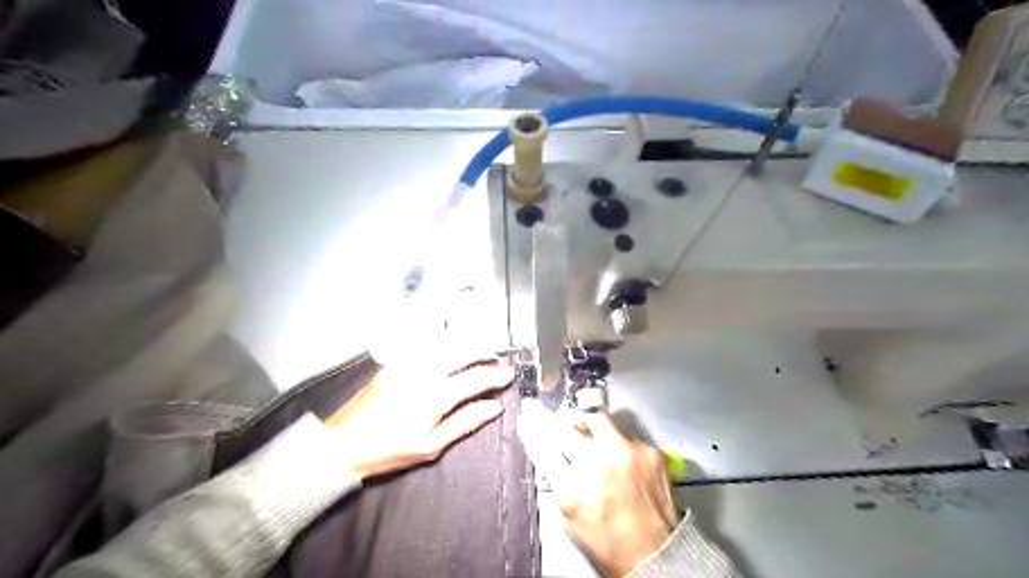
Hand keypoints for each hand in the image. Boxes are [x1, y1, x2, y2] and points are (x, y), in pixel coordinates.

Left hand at [324, 359, 515, 480]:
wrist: (342, 445)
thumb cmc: (388, 451)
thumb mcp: (430, 446)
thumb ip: (464, 423)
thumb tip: (493, 408)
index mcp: (434, 397)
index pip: (474, 380)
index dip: (495, 377)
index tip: (509, 375)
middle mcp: (422, 373)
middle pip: (461, 352)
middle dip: (483, 352)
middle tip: (496, 359)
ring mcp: (406, 364)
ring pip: (444, 344)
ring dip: (466, 345)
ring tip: (479, 352)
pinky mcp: (394, 362)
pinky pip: (425, 346)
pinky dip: (444, 344)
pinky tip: (450, 350)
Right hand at [518, 399, 681, 575]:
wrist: (657, 555)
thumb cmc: (613, 546)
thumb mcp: (570, 518)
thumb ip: (558, 482)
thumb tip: (548, 453)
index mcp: (573, 488)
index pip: (542, 446)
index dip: (531, 429)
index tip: (527, 417)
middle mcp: (598, 466)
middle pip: (562, 428)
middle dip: (547, 418)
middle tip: (542, 412)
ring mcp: (625, 455)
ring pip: (595, 418)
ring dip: (584, 422)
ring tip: (582, 426)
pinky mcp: (648, 452)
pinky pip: (625, 433)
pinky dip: (616, 441)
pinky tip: (617, 456)